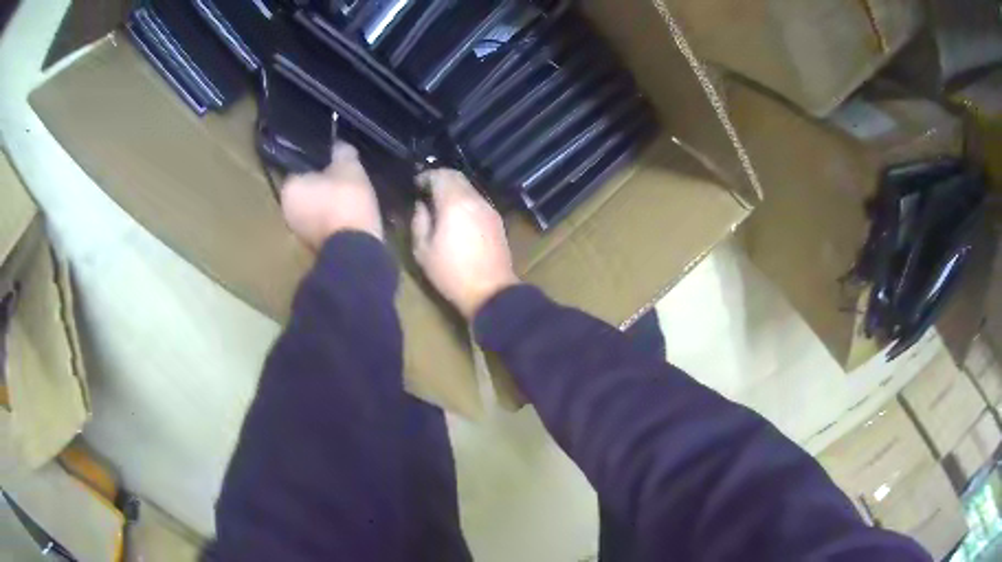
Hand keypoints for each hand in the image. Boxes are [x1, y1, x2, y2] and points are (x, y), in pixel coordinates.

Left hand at [281, 142, 382, 247]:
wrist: (355, 247)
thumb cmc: (345, 200)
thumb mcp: (349, 167)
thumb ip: (342, 153)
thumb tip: (339, 145)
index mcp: (289, 188)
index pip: (301, 171)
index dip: (319, 167)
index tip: (335, 166)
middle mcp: (286, 211)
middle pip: (307, 192)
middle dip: (323, 188)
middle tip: (345, 182)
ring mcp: (299, 233)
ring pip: (316, 211)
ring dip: (329, 206)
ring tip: (351, 200)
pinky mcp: (315, 248)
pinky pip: (324, 226)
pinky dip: (335, 222)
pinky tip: (351, 217)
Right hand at [412, 169, 519, 318]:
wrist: (491, 291)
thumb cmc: (451, 273)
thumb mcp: (423, 251)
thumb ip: (419, 222)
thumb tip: (421, 206)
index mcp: (454, 203)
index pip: (440, 175)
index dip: (426, 176)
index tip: (416, 184)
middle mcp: (475, 200)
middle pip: (457, 177)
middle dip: (440, 178)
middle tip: (426, 189)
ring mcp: (489, 209)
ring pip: (470, 188)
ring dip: (454, 189)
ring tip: (439, 202)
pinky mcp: (496, 221)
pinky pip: (478, 200)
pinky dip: (465, 200)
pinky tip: (456, 215)